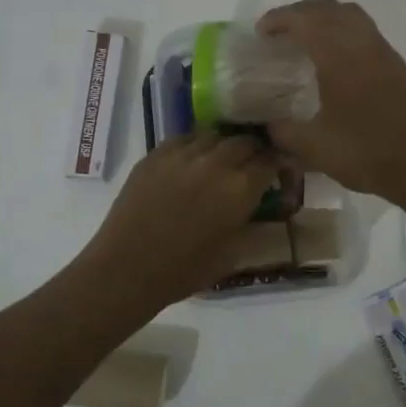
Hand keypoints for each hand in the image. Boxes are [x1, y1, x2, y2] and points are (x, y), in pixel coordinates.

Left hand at [77, 132, 279, 310]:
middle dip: (253, 151)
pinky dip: (195, 146)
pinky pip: (184, 138)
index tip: (276, 173)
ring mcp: (183, 155)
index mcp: (240, 189)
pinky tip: (192, 162)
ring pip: (214, 135)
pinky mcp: (156, 155)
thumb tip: (260, 203)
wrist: (127, 269)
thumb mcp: (232, 252)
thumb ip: (250, 220)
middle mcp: (215, 163)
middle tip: (250, 167)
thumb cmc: (184, 271)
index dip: (277, 164)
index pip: (270, 160)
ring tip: (221, 162)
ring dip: (224, 146)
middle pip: (244, 141)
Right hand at [258, 0, 405, 215]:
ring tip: (304, 40)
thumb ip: (283, 132)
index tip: (260, 33)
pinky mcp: (396, 65)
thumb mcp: (315, 148)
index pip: (305, 19)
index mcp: (340, 55)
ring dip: (324, 18)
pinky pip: (364, 31)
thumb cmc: (367, 153)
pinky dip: (342, 32)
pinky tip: (333, 60)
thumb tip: (266, 125)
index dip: (279, 19)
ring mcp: (384, 52)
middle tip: (278, 33)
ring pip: (350, 15)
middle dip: (299, 13)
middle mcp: (363, 43)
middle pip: (328, 7)